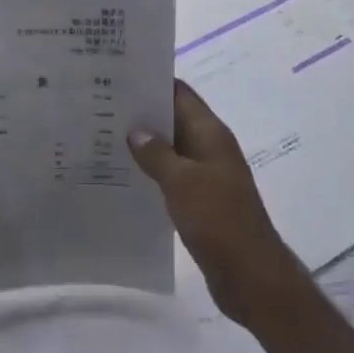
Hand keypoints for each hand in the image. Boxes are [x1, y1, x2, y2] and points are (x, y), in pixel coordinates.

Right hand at [129, 81, 304, 327]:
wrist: (251, 275)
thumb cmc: (219, 220)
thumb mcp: (182, 182)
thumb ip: (156, 153)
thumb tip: (135, 130)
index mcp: (211, 135)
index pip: (181, 94)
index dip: (153, 82)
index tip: (119, 76)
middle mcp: (210, 149)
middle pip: (175, 119)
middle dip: (143, 112)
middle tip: (102, 106)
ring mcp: (208, 176)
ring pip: (172, 149)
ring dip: (146, 143)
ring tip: (105, 137)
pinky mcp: (202, 201)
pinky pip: (174, 176)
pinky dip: (153, 171)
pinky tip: (126, 175)